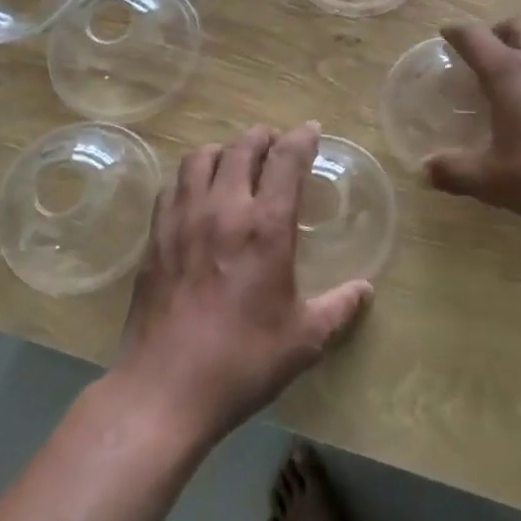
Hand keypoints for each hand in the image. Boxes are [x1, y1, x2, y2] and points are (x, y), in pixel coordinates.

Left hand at [115, 123, 371, 446]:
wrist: (165, 389)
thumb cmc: (243, 361)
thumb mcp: (304, 339)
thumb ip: (338, 308)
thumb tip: (365, 290)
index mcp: (266, 226)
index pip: (286, 159)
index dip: (301, 138)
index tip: (310, 130)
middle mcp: (224, 209)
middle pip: (242, 147)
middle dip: (263, 137)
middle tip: (274, 144)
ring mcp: (183, 219)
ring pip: (200, 157)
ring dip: (223, 150)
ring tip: (234, 162)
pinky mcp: (155, 236)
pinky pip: (172, 185)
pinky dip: (189, 176)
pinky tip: (197, 194)